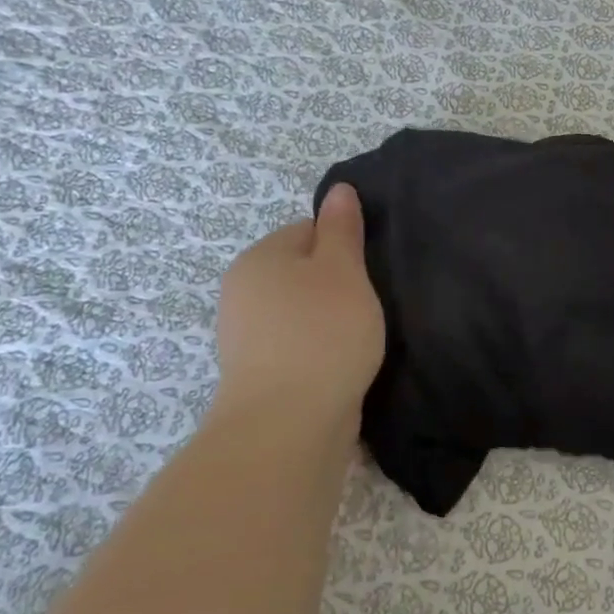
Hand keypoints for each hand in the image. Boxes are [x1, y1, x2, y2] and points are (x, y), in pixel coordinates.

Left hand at [210, 183, 384, 436]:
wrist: (289, 423)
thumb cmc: (322, 333)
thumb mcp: (343, 270)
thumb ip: (342, 229)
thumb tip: (339, 190)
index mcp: (260, 258)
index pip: (307, 231)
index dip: (344, 246)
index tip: (369, 271)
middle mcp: (243, 292)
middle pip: (302, 273)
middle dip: (337, 285)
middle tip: (369, 304)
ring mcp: (246, 336)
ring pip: (302, 312)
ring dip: (330, 320)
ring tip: (361, 337)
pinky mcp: (259, 374)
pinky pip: (298, 345)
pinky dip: (320, 350)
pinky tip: (343, 363)